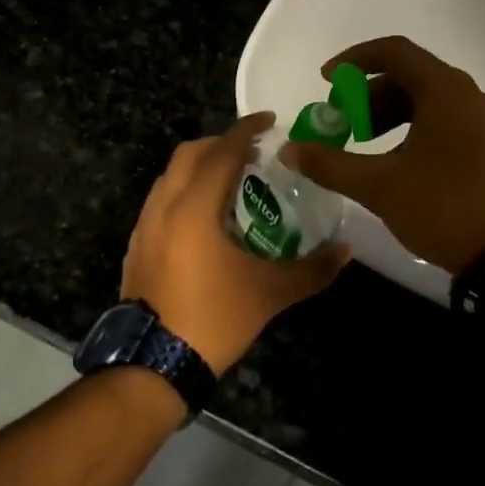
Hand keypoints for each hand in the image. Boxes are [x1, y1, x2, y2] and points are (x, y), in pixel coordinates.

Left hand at [121, 112, 351, 375]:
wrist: (153, 365)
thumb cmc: (213, 319)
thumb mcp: (269, 293)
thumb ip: (312, 269)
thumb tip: (347, 251)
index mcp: (195, 208)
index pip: (222, 152)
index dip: (247, 130)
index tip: (270, 120)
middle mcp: (164, 206)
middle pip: (190, 154)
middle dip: (221, 144)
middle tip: (253, 153)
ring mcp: (145, 226)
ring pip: (170, 176)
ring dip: (200, 167)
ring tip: (232, 182)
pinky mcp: (137, 246)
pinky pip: (161, 200)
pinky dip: (185, 191)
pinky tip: (206, 219)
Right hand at [281, 36, 484, 274]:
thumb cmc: (442, 207)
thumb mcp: (378, 186)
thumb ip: (330, 163)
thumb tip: (289, 150)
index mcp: (444, 90)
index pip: (393, 52)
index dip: (353, 60)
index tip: (326, 82)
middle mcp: (467, 95)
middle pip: (408, 76)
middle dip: (366, 96)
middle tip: (340, 124)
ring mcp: (482, 120)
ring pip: (425, 101)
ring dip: (387, 115)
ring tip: (361, 145)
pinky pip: (442, 120)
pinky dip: (410, 129)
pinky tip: (394, 162)